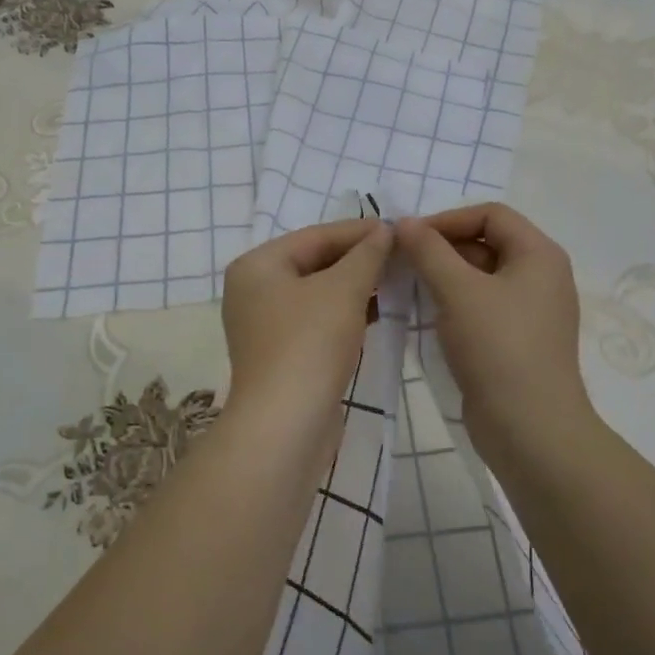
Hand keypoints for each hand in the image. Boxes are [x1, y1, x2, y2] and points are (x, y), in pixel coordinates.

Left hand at [222, 219, 394, 424]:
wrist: (286, 425)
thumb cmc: (310, 343)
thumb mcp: (343, 289)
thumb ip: (366, 255)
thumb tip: (385, 231)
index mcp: (257, 266)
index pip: (315, 236)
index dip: (358, 231)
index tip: (397, 229)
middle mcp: (253, 290)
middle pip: (314, 262)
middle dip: (358, 259)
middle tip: (401, 254)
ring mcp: (264, 325)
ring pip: (317, 293)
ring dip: (355, 287)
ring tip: (397, 280)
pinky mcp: (281, 355)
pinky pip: (317, 321)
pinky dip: (345, 313)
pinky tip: (379, 312)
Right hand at [397, 203, 593, 449]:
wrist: (530, 430)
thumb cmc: (498, 348)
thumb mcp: (457, 291)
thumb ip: (428, 250)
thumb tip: (404, 222)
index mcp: (539, 254)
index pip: (490, 214)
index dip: (447, 219)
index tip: (409, 238)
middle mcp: (541, 276)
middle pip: (486, 242)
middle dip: (442, 248)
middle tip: (402, 263)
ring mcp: (531, 311)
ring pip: (481, 277)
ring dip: (444, 277)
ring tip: (407, 288)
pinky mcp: (517, 341)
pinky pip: (482, 307)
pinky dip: (454, 304)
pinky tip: (426, 317)